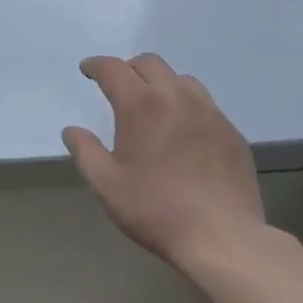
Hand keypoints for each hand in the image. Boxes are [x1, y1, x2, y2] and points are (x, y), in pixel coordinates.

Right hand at [63, 54, 265, 274]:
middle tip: (119, 87)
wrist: (223, 238)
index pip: (114, 68)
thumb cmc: (156, 210)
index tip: (88, 70)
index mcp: (140, 104)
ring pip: (181, 79)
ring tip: (154, 106)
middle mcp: (176, 97)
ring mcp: (209, 112)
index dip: (97, 65)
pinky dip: (187, 106)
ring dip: (161, 83)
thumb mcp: (107, 185)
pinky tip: (184, 132)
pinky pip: (205, 105)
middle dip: (129, 69)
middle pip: (150, 63)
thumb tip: (72, 130)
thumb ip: (85, 151)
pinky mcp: (231, 132)